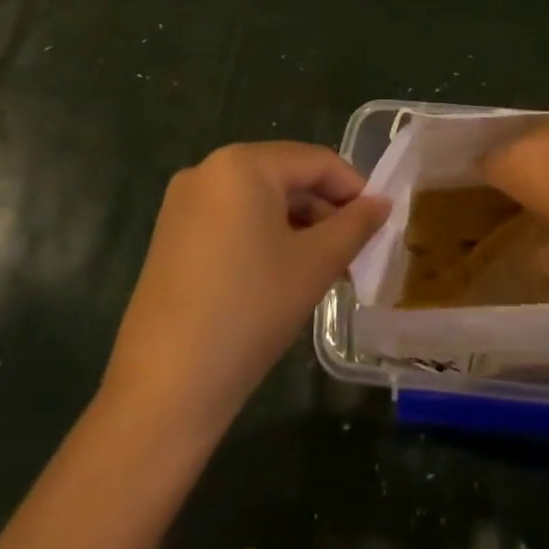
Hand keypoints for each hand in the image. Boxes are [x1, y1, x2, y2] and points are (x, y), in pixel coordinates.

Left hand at [102, 142, 388, 440]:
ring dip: (299, 226)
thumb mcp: (315, 264)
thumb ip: (355, 225)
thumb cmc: (250, 310)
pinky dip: (266, 237)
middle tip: (356, 249)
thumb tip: (382, 203)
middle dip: (326, 210)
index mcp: (242, 164)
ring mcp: (184, 204)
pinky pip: (233, 220)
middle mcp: (207, 170)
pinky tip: (286, 273)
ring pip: (260, 201)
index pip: (316, 161)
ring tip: (328, 267)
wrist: (166, 387)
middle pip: (285, 177)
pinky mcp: (172, 236)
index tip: (380, 222)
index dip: (355, 188)